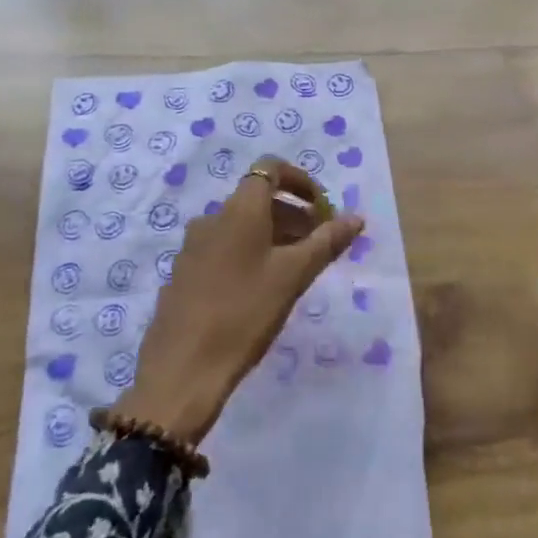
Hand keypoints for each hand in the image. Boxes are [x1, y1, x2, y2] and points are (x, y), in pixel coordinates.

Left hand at [112, 157, 363, 444]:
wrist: (182, 368)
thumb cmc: (245, 313)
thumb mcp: (294, 276)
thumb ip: (326, 242)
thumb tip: (355, 217)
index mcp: (239, 210)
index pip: (270, 169)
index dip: (300, 181)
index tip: (323, 209)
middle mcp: (212, 218)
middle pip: (258, 199)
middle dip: (293, 214)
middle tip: (319, 245)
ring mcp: (193, 246)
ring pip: (241, 226)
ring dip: (273, 236)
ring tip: (296, 270)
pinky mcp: (184, 273)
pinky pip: (224, 248)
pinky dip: (250, 253)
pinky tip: (261, 290)